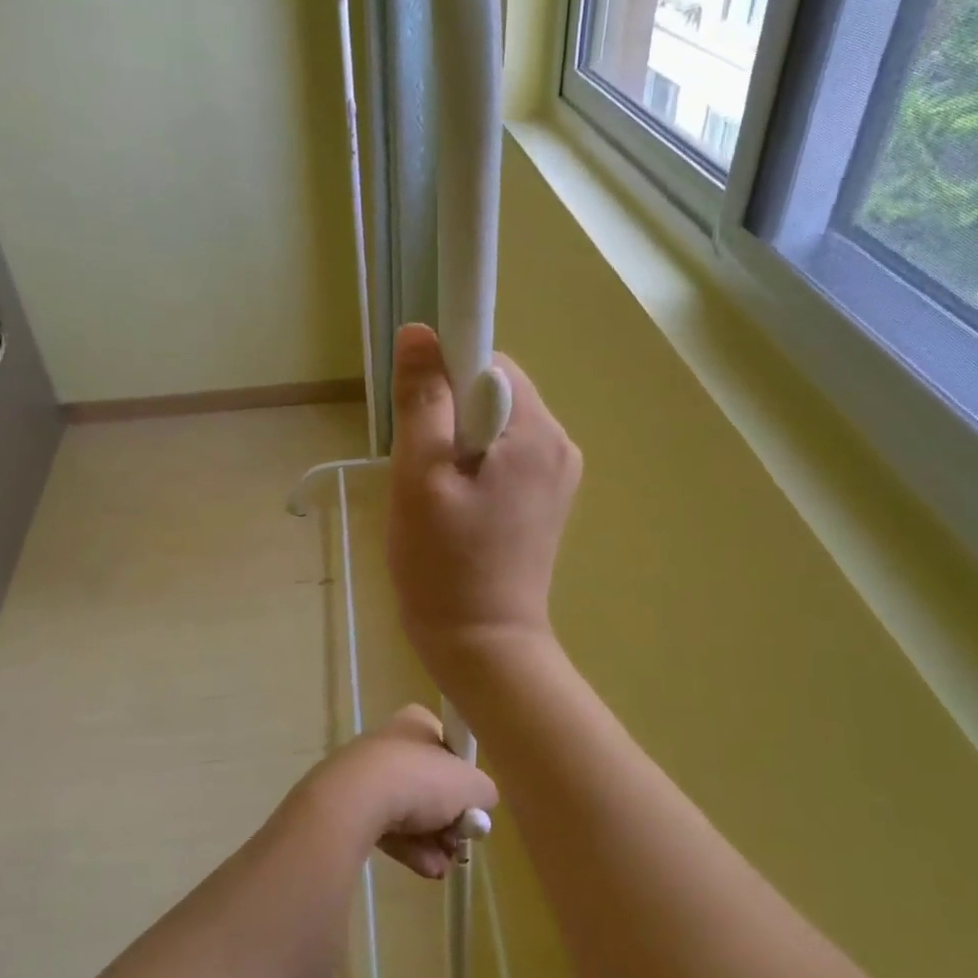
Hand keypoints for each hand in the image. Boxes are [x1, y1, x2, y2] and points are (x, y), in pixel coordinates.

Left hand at [298, 706, 498, 878]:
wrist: (356, 799)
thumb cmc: (419, 779)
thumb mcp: (470, 785)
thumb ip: (484, 791)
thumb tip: (483, 800)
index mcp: (417, 722)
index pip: (448, 744)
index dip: (463, 776)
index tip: (472, 804)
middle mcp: (392, 742)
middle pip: (431, 783)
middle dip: (449, 818)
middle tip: (460, 840)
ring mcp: (368, 773)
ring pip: (410, 810)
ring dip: (432, 840)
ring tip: (445, 865)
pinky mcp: (352, 804)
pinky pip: (388, 827)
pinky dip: (409, 847)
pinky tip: (426, 869)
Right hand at [385, 324, 580, 685]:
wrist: (483, 645)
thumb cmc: (444, 563)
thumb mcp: (420, 476)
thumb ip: (423, 400)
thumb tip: (419, 332)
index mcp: (536, 432)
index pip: (489, 361)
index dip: (445, 374)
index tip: (418, 416)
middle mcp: (560, 444)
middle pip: (494, 392)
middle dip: (449, 415)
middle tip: (420, 468)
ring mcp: (557, 474)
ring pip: (495, 425)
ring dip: (458, 443)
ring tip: (435, 494)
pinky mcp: (546, 499)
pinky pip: (504, 456)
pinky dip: (474, 467)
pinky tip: (455, 507)